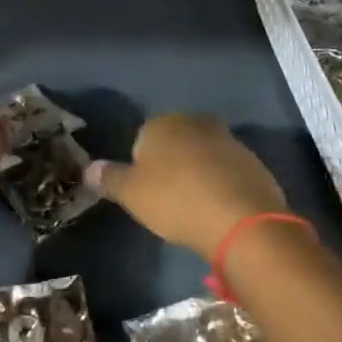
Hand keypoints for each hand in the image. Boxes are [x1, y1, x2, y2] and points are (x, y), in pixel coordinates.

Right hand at [89, 113, 287, 261]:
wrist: (240, 219)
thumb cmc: (175, 200)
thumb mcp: (131, 193)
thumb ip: (109, 178)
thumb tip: (88, 168)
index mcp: (163, 123)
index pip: (144, 138)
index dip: (143, 166)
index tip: (147, 192)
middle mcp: (196, 122)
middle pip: (176, 142)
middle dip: (173, 164)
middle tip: (170, 199)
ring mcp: (229, 140)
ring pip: (204, 154)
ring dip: (199, 173)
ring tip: (196, 208)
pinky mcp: (254, 162)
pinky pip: (229, 171)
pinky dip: (223, 185)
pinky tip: (220, 211)